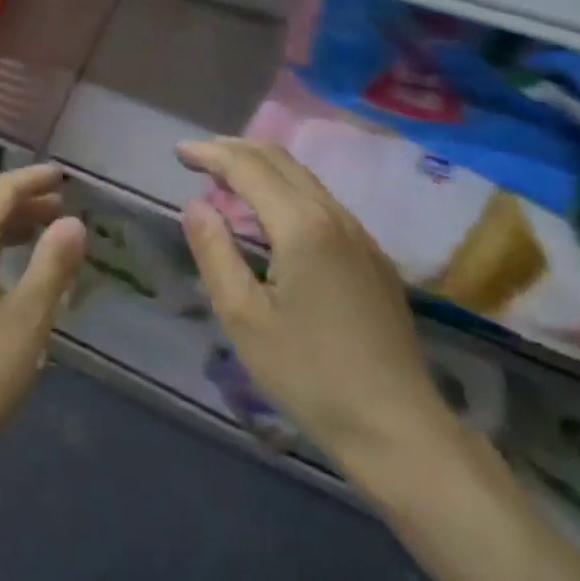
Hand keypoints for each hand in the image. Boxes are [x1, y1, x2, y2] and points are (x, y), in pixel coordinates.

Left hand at [0, 164, 86, 482]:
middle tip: (63, 210)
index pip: (1, 190)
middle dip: (25, 205)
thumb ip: (52, 264)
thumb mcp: (27, 319)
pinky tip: (12, 279)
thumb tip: (73, 221)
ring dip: (10, 231)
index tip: (64, 176)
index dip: (33, 179)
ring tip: (45, 239)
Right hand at [178, 137, 454, 463]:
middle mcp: (334, 215)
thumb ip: (214, 252)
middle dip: (235, 149)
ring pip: (303, 177)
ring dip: (261, 167)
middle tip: (198, 157)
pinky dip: (285, 189)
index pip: (248, 167)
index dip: (210, 153)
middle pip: (279, 159)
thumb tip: (195, 205)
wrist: (401, 431)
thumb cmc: (311, 376)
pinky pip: (321, 201)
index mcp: (302, 225)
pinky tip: (271, 215)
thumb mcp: (244, 318)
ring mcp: (359, 235)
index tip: (178, 151)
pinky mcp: (372, 257)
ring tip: (226, 179)